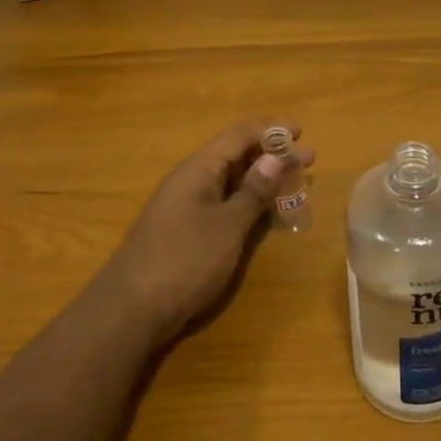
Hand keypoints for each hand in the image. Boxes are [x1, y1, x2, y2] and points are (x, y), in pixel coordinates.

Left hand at [98, 122, 315, 343]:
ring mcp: (187, 207)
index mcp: (198, 169)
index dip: (270, 130)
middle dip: (272, 156)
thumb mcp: (227, 225)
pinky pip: (223, 205)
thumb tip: (274, 158)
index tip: (301, 132)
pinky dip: (248, 203)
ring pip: (231, 182)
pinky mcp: (186, 231)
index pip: (238, 136)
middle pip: (236, 156)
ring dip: (263, 181)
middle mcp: (191, 181)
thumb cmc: (185, 260)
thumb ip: (253, 192)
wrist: (132, 309)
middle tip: (309, 161)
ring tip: (295, 184)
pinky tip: (267, 215)